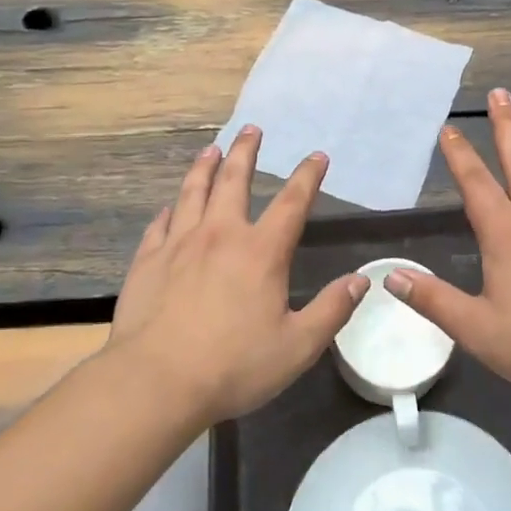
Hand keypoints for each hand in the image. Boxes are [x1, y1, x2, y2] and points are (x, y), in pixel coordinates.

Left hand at [107, 126, 369, 426]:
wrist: (156, 382)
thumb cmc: (233, 366)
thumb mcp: (297, 346)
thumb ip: (332, 310)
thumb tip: (362, 280)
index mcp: (261, 252)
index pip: (292, 202)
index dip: (307, 176)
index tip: (317, 156)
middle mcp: (220, 235)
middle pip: (234, 180)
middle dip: (246, 152)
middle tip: (251, 129)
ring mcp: (179, 244)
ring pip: (193, 192)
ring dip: (205, 167)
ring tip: (211, 149)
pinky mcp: (148, 261)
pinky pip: (160, 224)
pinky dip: (170, 210)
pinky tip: (171, 207)